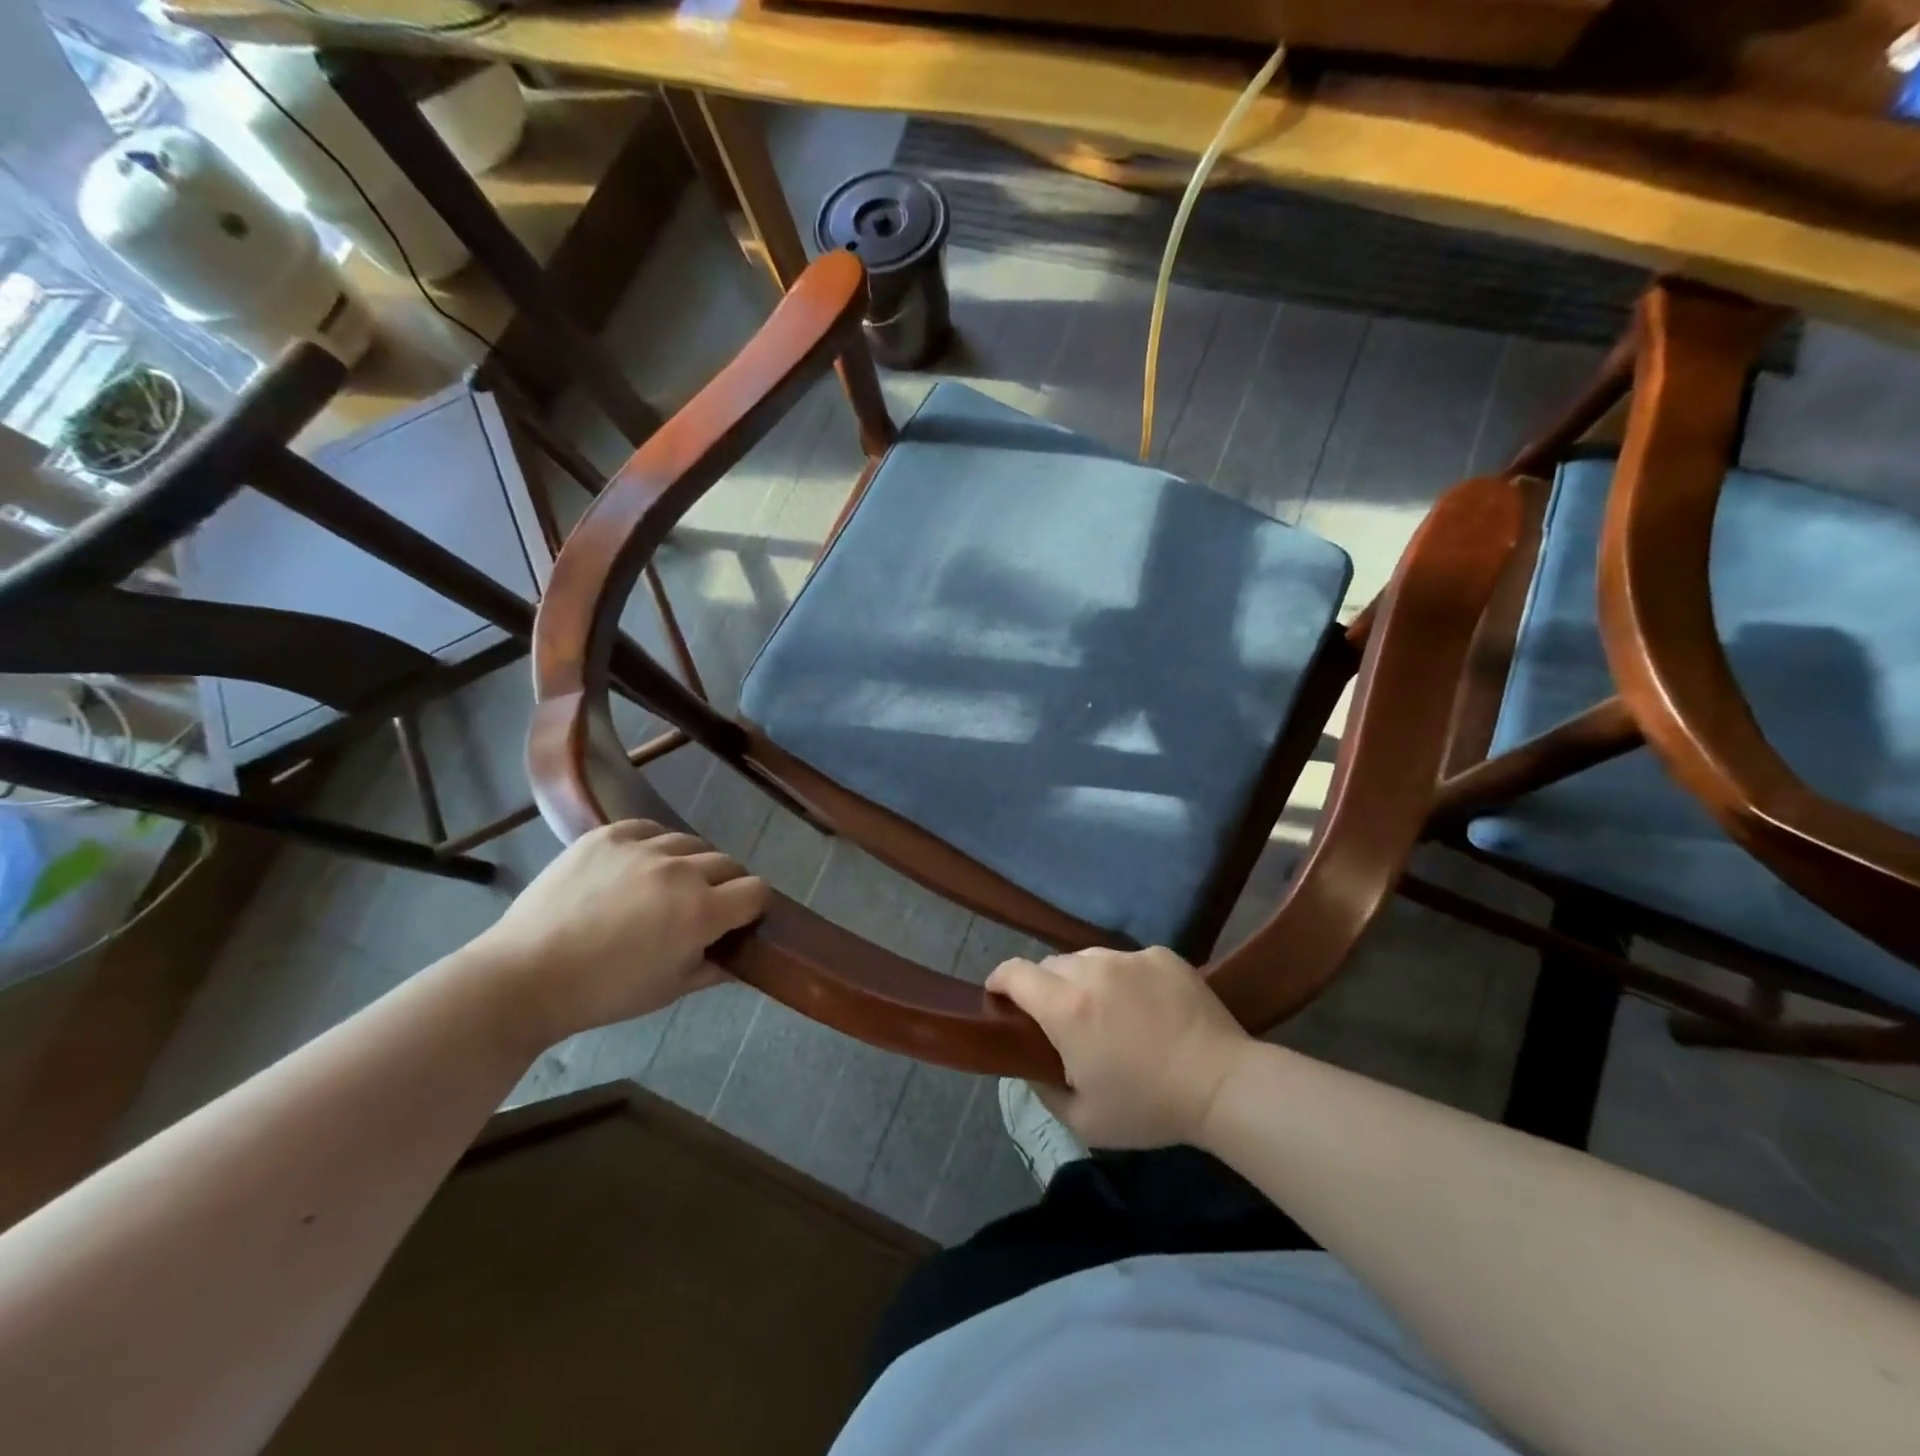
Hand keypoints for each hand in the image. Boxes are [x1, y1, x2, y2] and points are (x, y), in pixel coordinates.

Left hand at [466, 820, 766, 1046]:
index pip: (756, 891)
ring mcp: (642, 848)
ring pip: (690, 843)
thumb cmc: (604, 993)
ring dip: (690, 864)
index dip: (753, 906)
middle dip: (725, 884)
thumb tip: (739, 956)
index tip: (739, 919)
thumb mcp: (670, 989)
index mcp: (701, 912)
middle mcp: (681, 871)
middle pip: (728, 863)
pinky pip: (649, 829)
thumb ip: (715, 967)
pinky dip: (653, 845)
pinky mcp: (608, 835)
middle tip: (701, 906)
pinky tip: (637, 867)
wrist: (525, 976)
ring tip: (665, 886)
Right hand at [986, 947, 1252, 1148]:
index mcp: (1065, 1007)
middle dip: (1045, 988)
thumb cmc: (1148, 1106)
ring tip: (1107, 1013)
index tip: (999, 996)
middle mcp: (1091, 970)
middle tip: (1062, 1021)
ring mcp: (1129, 958)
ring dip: (1084, 981)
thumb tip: (1031, 1067)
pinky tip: (1146, 1008)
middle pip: (1051, 965)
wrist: (1222, 1084)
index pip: (1015, 972)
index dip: (999, 980)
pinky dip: (1124, 979)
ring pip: (1089, 960)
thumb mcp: (1084, 1119)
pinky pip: (1127, 961)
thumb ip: (1044, 1090)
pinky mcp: (1161, 955)